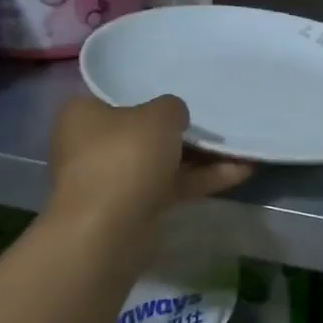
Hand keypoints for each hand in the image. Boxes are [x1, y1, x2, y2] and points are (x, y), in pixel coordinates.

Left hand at [49, 94, 251, 228]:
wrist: (109, 230)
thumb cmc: (126, 156)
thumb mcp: (160, 115)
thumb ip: (172, 107)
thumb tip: (174, 117)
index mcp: (83, 114)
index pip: (118, 96)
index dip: (150, 93)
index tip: (180, 92)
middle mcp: (90, 144)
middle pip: (143, 131)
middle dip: (181, 130)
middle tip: (214, 119)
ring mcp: (111, 179)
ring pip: (161, 161)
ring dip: (199, 157)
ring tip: (239, 146)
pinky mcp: (131, 207)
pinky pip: (170, 186)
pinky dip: (201, 179)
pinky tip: (239, 172)